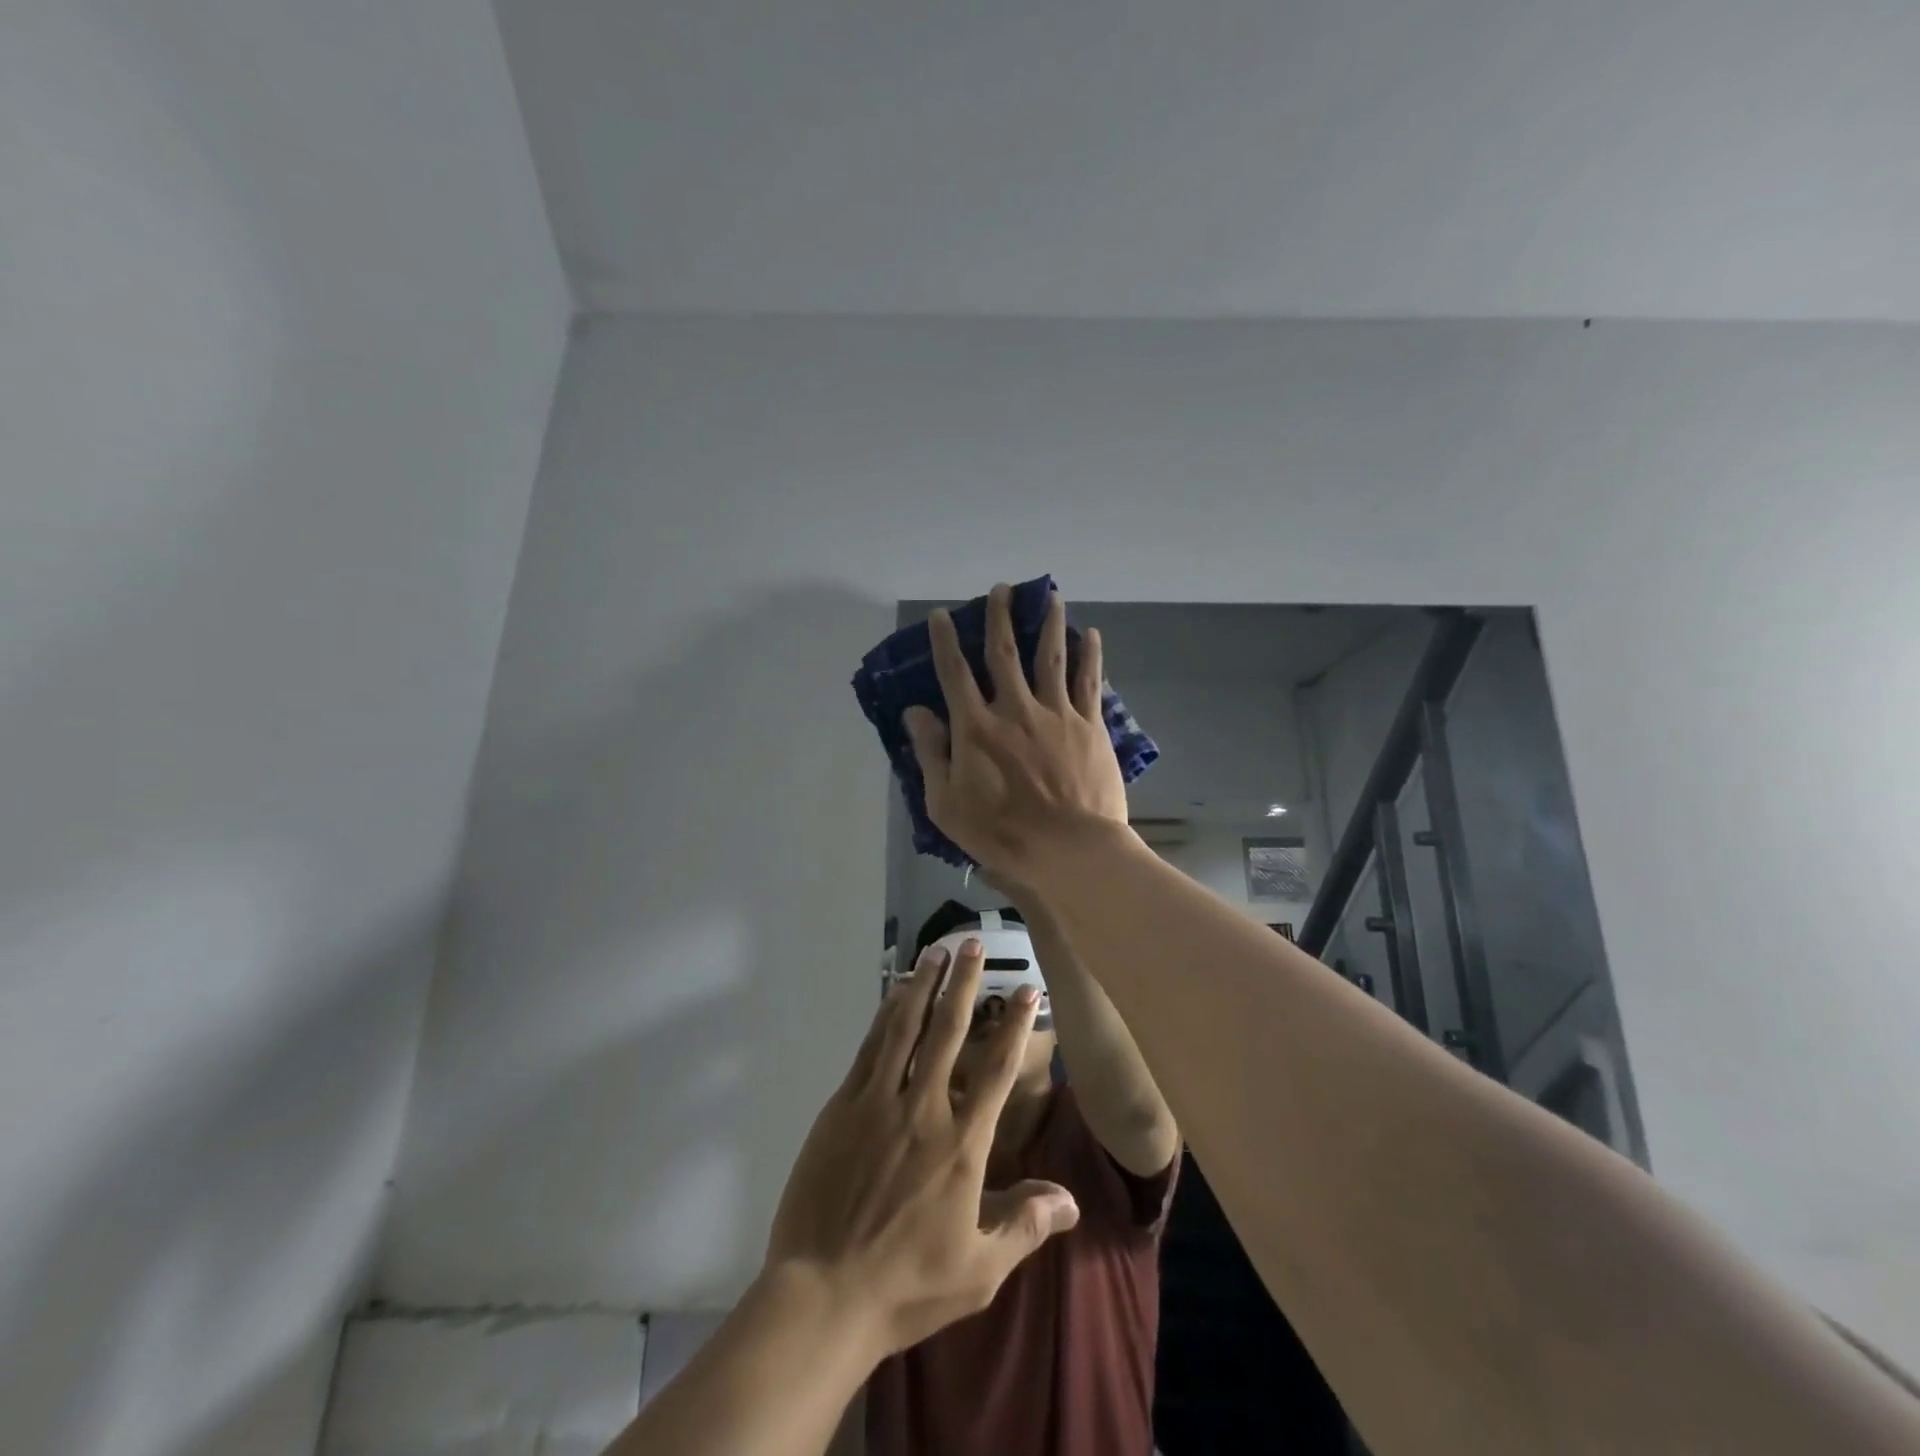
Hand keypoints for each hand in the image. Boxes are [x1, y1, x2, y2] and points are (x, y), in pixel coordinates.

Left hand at [764, 938, 1080, 1357]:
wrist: (823, 1294)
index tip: (1027, 990)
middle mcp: (923, 1109)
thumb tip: (1071, 1199)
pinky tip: (894, 994)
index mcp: (961, 1144)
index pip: (996, 1071)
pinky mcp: (842, 1106)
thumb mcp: (979, 1269)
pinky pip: (870, 1048)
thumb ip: (1025, 1224)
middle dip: (964, 984)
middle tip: (973, 944)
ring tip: (936, 952)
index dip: (1015, 1026)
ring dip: (923, 986)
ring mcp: (878, 1102)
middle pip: (948, 1032)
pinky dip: (885, 1015)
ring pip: (906, 1028)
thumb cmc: (907, 1284)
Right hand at [903, 584, 1127, 880]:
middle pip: (1004, 652)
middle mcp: (1014, 708)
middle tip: (1001, 590)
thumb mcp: (947, 804)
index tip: (942, 615)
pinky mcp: (1088, 725)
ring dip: (1049, 623)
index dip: (945, 641)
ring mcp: (1056, 713)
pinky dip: (1090, 655)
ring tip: (1051, 596)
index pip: (954, 673)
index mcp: (976, 727)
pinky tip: (1092, 635)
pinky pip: (1088, 682)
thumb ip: (931, 754)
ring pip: (1051, 656)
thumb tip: (915, 711)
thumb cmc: (1002, 833)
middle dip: (1000, 617)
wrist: (1070, 849)